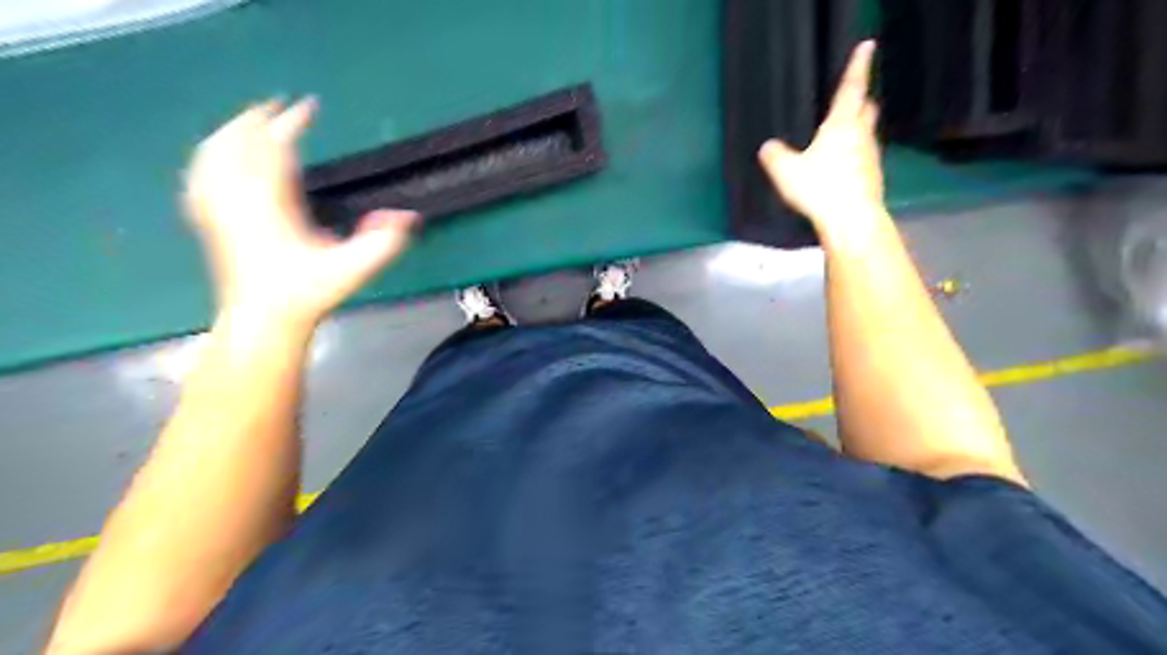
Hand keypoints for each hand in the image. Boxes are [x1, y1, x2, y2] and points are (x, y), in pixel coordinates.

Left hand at [181, 96, 418, 326]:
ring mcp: (219, 209)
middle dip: (257, 120)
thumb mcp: (352, 269)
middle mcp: (239, 199)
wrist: (261, 321)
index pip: (275, 149)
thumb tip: (407, 217)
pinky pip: (202, 175)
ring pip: (214, 155)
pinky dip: (210, 157)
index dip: (291, 123)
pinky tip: (216, 158)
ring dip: (232, 133)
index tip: (307, 106)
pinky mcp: (210, 221)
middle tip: (279, 107)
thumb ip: (383, 243)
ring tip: (249, 124)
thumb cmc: (306, 294)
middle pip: (238, 143)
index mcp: (271, 204)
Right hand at [757, 40, 884, 230]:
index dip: (857, 67)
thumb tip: (767, 147)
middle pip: (867, 109)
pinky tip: (843, 168)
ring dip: (857, 131)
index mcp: (842, 125)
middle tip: (849, 101)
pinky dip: (856, 156)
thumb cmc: (820, 188)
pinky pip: (865, 158)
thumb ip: (774, 156)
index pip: (851, 89)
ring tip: (841, 139)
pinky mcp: (874, 177)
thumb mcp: (786, 172)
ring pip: (867, 134)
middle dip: (860, 102)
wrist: (852, 219)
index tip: (866, 47)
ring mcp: (871, 156)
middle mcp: (862, 135)